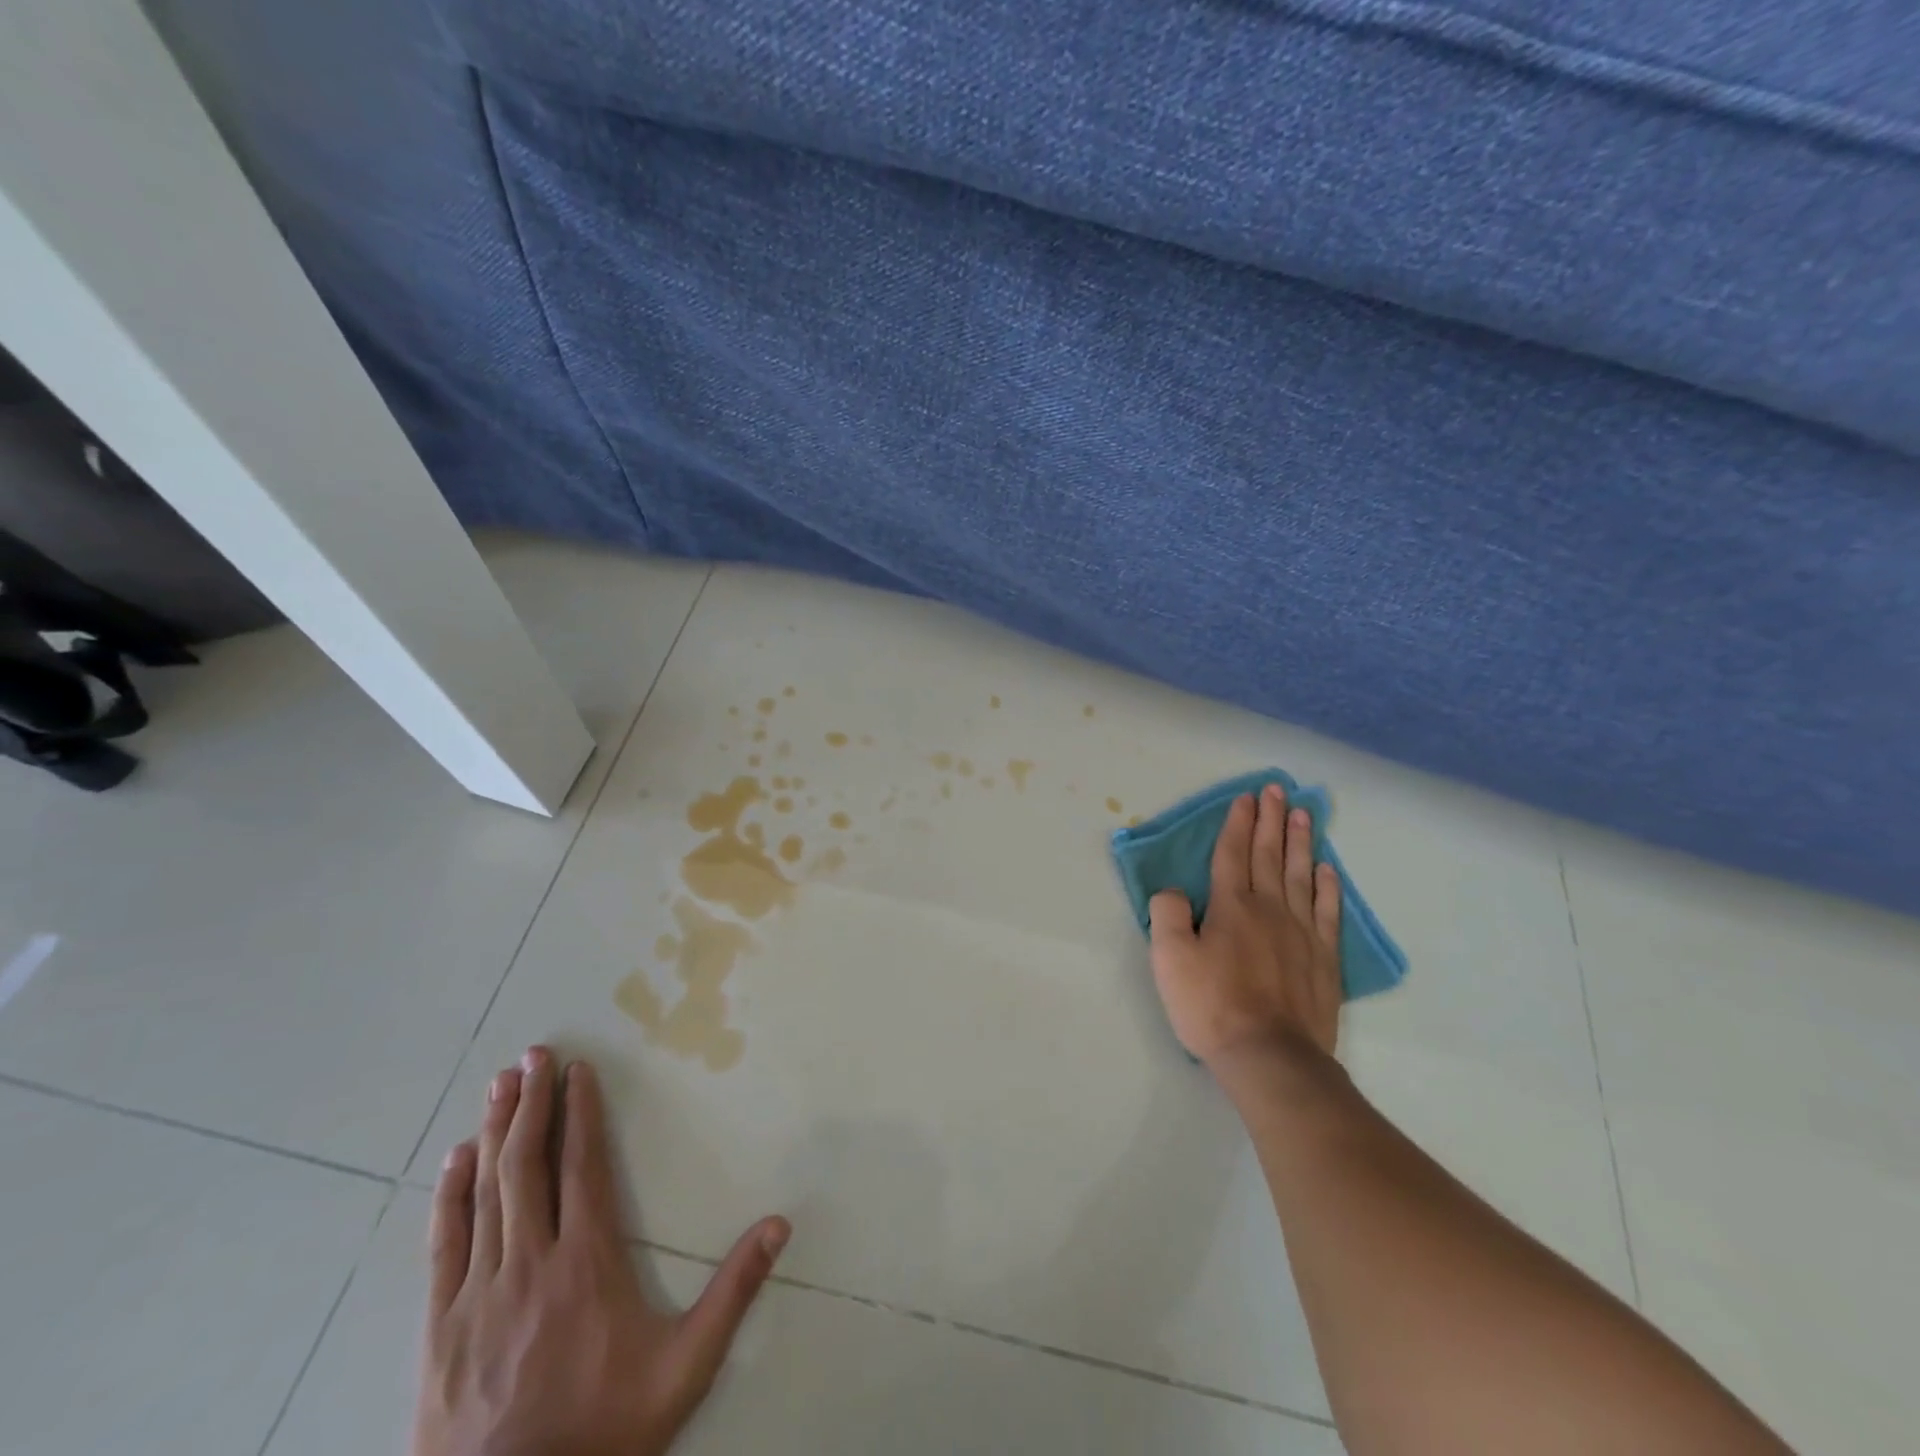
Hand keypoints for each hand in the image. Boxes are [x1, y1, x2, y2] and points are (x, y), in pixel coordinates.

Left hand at [413, 1047, 788, 1455]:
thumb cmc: (603, 1430)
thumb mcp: (685, 1367)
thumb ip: (732, 1292)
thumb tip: (780, 1224)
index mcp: (586, 1261)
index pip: (582, 1166)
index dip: (580, 1113)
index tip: (577, 1071)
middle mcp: (530, 1261)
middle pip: (528, 1165)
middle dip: (531, 1104)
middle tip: (533, 1055)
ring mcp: (479, 1292)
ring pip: (487, 1192)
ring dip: (494, 1133)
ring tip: (499, 1085)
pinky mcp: (441, 1326)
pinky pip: (444, 1244)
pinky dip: (449, 1195)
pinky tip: (454, 1160)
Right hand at [1148, 785, 1342, 1065]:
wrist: (1270, 1057)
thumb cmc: (1211, 1006)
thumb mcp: (1169, 959)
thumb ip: (1167, 915)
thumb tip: (1175, 891)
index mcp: (1230, 906)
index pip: (1233, 854)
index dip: (1238, 824)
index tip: (1247, 798)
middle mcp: (1268, 909)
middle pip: (1269, 855)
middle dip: (1271, 820)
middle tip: (1277, 790)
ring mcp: (1301, 933)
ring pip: (1300, 876)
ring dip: (1300, 843)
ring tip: (1304, 815)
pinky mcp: (1324, 959)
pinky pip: (1326, 913)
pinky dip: (1327, 888)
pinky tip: (1327, 871)